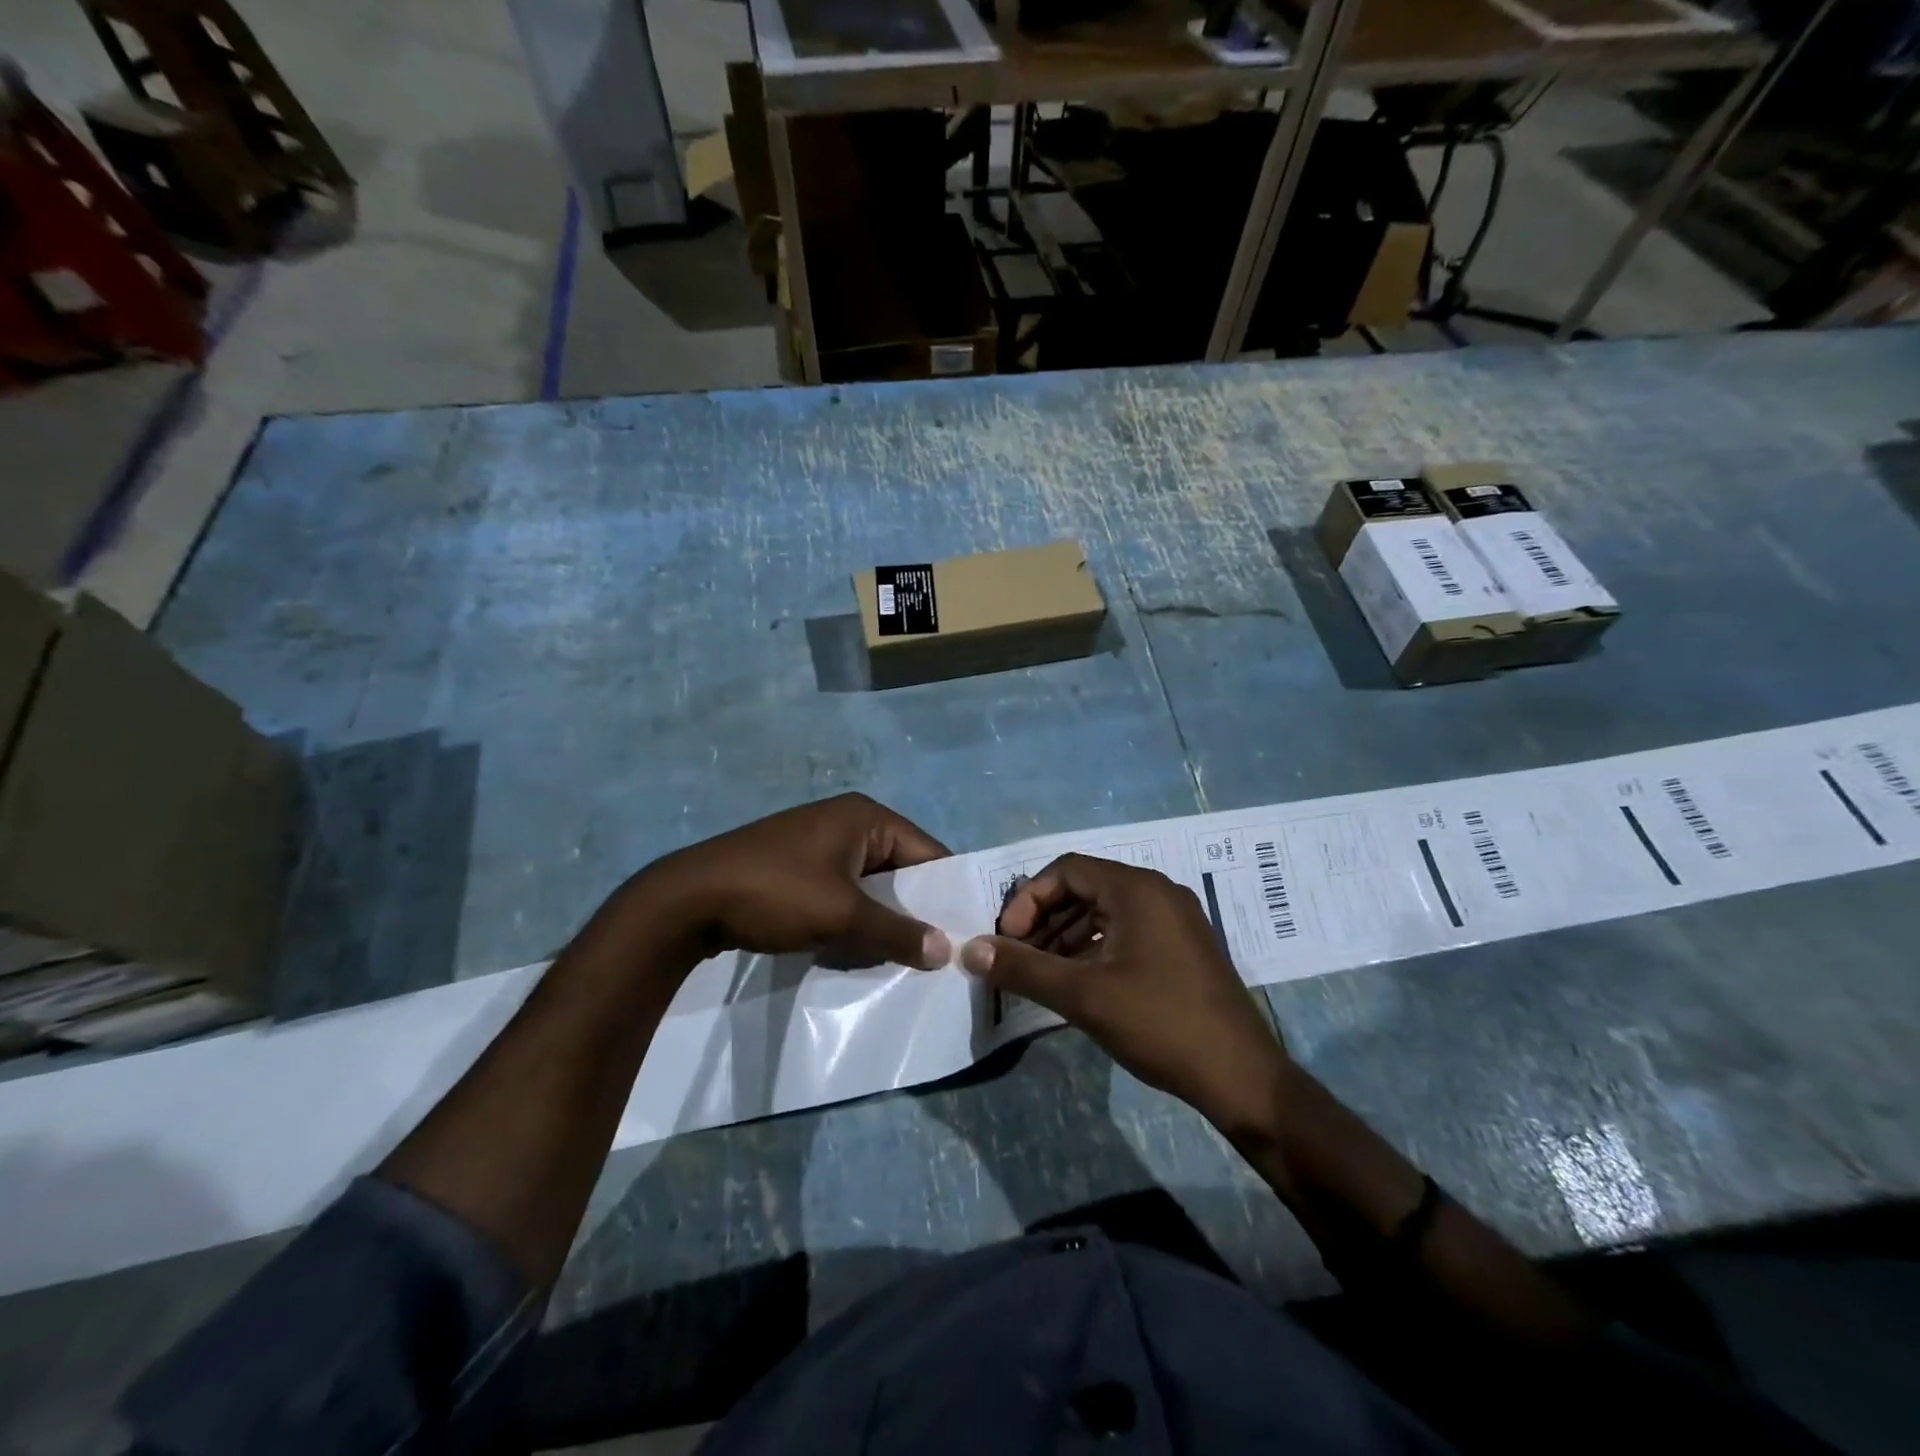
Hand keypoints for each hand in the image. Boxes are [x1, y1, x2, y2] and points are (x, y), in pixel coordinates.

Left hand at [639, 793, 952, 968]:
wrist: (687, 900)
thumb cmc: (775, 893)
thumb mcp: (842, 916)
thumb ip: (897, 932)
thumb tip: (946, 951)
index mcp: (866, 816)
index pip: (927, 851)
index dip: (946, 892)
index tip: (964, 934)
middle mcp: (847, 821)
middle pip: (899, 868)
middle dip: (914, 910)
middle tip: (936, 954)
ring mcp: (818, 842)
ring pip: (870, 884)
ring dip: (883, 918)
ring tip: (902, 958)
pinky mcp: (797, 865)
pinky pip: (843, 890)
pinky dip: (854, 917)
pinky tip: (859, 949)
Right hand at [960, 854, 1289, 1136]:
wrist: (1241, 1077)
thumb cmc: (1160, 1023)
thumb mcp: (1083, 995)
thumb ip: (1023, 968)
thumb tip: (970, 951)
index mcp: (1137, 889)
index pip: (1067, 869)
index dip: (1029, 899)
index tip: (1008, 939)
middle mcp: (1158, 892)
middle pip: (1085, 888)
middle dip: (1044, 919)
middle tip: (1019, 957)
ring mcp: (1174, 920)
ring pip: (1104, 912)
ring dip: (1066, 937)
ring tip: (1040, 974)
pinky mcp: (1181, 948)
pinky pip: (1125, 932)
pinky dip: (1093, 949)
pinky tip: (1076, 983)